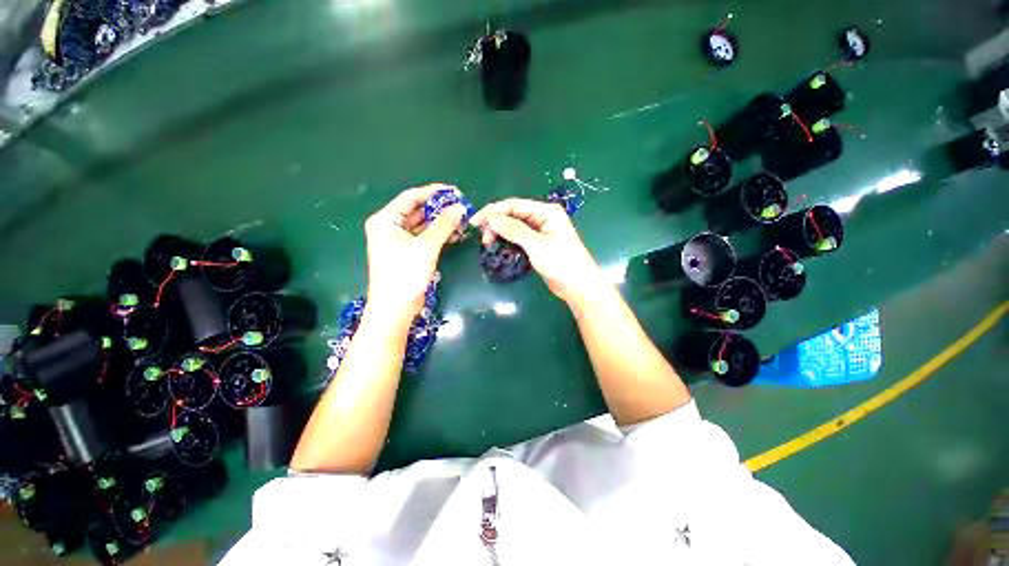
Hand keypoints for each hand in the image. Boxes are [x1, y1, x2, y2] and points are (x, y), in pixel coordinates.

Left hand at [364, 184, 464, 320]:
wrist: (395, 308)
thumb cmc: (405, 273)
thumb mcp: (426, 246)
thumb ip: (444, 225)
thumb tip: (460, 208)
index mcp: (386, 220)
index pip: (411, 197)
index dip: (433, 193)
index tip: (455, 191)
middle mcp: (390, 227)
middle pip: (417, 211)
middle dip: (440, 209)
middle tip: (461, 207)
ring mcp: (398, 241)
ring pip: (422, 225)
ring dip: (441, 223)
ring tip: (462, 221)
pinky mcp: (407, 253)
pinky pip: (424, 238)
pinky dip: (438, 235)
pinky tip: (455, 234)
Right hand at [470, 198, 605, 304]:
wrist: (578, 286)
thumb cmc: (561, 263)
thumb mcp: (536, 245)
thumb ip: (513, 230)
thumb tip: (491, 218)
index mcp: (546, 211)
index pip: (514, 205)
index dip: (493, 211)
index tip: (475, 221)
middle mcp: (543, 218)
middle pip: (513, 215)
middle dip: (496, 223)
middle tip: (483, 238)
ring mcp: (541, 232)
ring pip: (515, 227)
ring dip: (501, 233)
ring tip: (488, 244)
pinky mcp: (538, 245)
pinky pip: (519, 238)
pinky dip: (508, 241)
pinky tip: (500, 247)